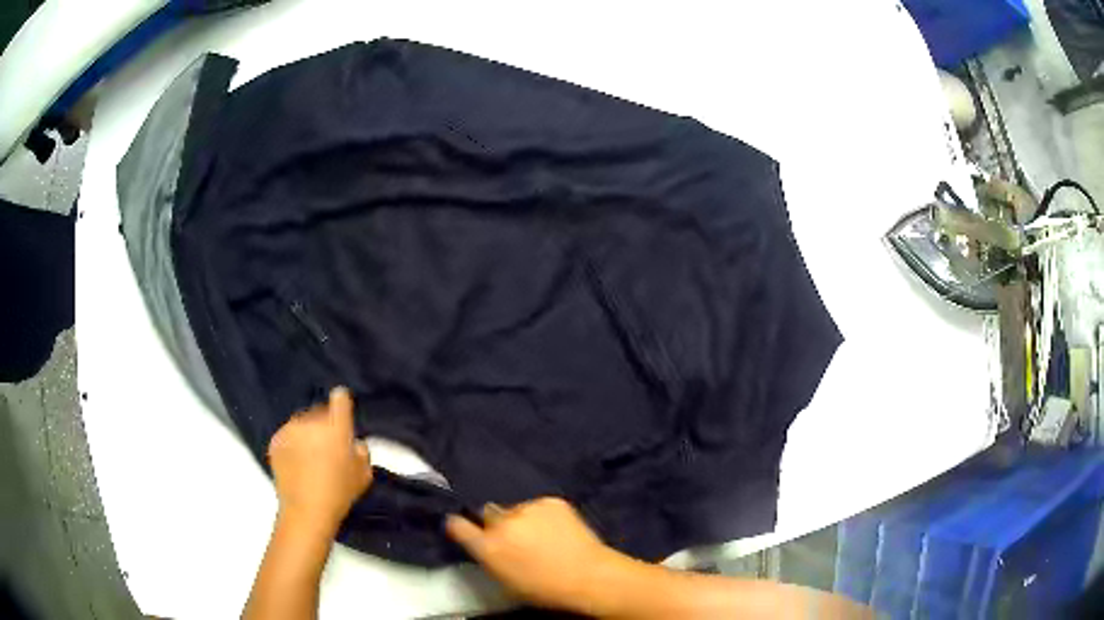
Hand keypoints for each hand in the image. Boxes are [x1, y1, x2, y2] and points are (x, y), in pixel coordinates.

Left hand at [268, 387, 371, 533]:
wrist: (306, 510)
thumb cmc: (340, 493)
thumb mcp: (364, 475)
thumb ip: (360, 451)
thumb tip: (352, 442)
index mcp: (336, 427)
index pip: (340, 398)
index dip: (342, 402)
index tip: (342, 412)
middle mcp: (311, 421)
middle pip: (320, 412)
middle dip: (324, 424)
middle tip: (327, 446)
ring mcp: (290, 430)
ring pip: (302, 423)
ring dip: (307, 433)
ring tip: (310, 456)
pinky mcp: (275, 440)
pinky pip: (287, 435)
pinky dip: (293, 443)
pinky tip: (297, 462)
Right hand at [445, 497, 622, 611]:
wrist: (589, 576)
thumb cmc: (545, 590)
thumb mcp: (505, 581)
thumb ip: (490, 558)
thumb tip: (485, 546)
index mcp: (488, 547)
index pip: (457, 525)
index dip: (458, 525)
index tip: (462, 526)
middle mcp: (502, 523)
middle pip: (487, 513)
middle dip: (495, 523)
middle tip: (513, 537)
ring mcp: (527, 508)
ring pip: (515, 509)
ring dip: (521, 519)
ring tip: (541, 534)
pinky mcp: (550, 501)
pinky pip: (538, 506)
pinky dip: (543, 515)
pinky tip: (557, 529)